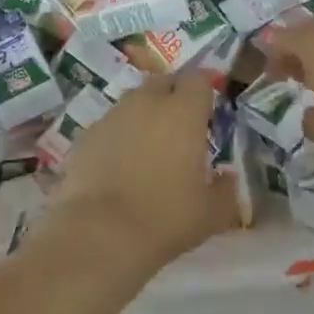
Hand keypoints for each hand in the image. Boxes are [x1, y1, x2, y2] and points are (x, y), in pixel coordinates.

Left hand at [48, 72, 238, 276]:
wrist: (97, 234)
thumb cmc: (164, 218)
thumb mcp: (210, 214)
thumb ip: (225, 191)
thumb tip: (228, 179)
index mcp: (183, 111)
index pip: (198, 79)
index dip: (204, 91)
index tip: (208, 112)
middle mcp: (147, 102)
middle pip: (164, 82)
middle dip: (174, 97)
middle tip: (181, 129)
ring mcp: (112, 116)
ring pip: (134, 102)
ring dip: (145, 115)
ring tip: (149, 149)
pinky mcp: (85, 134)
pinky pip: (110, 125)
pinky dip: (119, 136)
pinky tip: (119, 166)